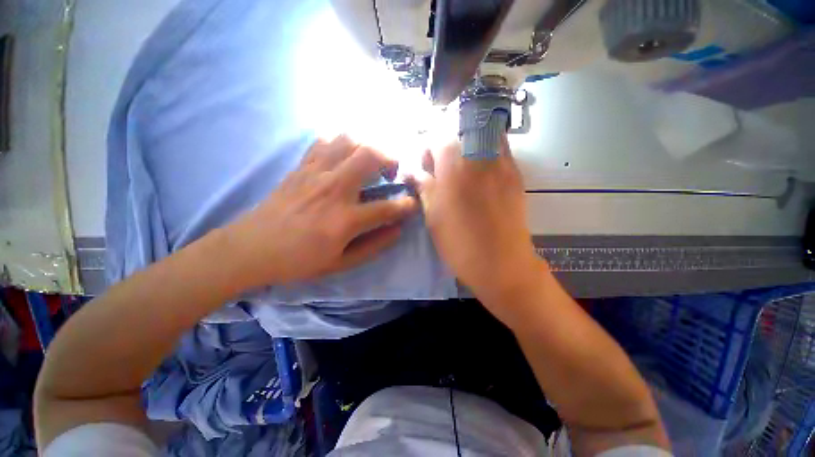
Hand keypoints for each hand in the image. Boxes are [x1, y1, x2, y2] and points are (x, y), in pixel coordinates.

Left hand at [224, 136, 417, 287]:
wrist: (251, 248)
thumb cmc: (299, 260)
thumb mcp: (341, 263)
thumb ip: (374, 246)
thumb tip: (397, 230)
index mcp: (345, 220)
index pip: (388, 207)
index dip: (407, 205)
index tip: (412, 204)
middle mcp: (334, 189)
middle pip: (370, 155)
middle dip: (391, 159)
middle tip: (391, 173)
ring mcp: (316, 173)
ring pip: (349, 140)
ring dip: (367, 146)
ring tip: (370, 162)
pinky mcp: (301, 167)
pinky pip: (325, 142)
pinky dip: (341, 144)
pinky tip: (344, 157)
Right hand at [409, 137, 544, 309]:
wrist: (502, 263)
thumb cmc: (460, 243)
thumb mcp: (433, 216)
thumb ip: (423, 187)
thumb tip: (410, 171)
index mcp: (454, 169)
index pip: (439, 137)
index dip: (428, 147)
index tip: (425, 165)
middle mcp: (480, 158)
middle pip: (462, 130)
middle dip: (448, 143)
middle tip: (443, 165)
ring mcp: (502, 164)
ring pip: (485, 135)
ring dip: (469, 143)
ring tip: (462, 165)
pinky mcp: (516, 175)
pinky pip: (501, 149)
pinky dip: (487, 151)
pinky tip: (481, 171)